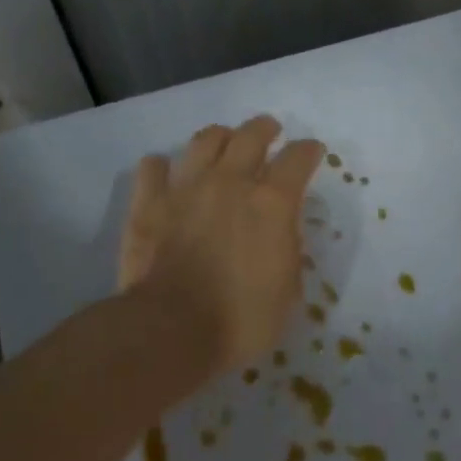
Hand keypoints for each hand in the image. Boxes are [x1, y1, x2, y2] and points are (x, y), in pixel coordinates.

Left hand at [118, 116, 323, 374]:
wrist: (171, 331)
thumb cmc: (241, 320)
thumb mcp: (288, 290)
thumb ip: (288, 249)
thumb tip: (282, 230)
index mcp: (272, 203)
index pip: (298, 158)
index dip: (309, 151)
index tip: (312, 152)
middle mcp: (231, 182)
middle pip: (251, 135)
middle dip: (265, 129)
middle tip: (270, 131)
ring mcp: (186, 189)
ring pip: (204, 140)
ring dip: (220, 137)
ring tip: (225, 143)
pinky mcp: (148, 204)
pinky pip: (152, 167)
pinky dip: (162, 166)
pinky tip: (167, 173)